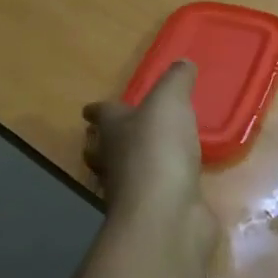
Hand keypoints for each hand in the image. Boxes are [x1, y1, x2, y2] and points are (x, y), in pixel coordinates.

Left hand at [83, 61, 214, 255]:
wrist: (166, 213)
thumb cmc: (158, 150)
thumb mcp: (169, 103)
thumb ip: (176, 81)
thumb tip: (183, 64)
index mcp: (112, 130)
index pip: (100, 114)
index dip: (99, 110)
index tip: (94, 108)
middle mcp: (115, 160)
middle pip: (102, 148)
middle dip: (107, 140)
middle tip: (120, 133)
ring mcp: (133, 190)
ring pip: (127, 172)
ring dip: (135, 164)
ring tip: (154, 154)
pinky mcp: (156, 210)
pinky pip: (157, 192)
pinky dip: (164, 185)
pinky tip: (180, 181)